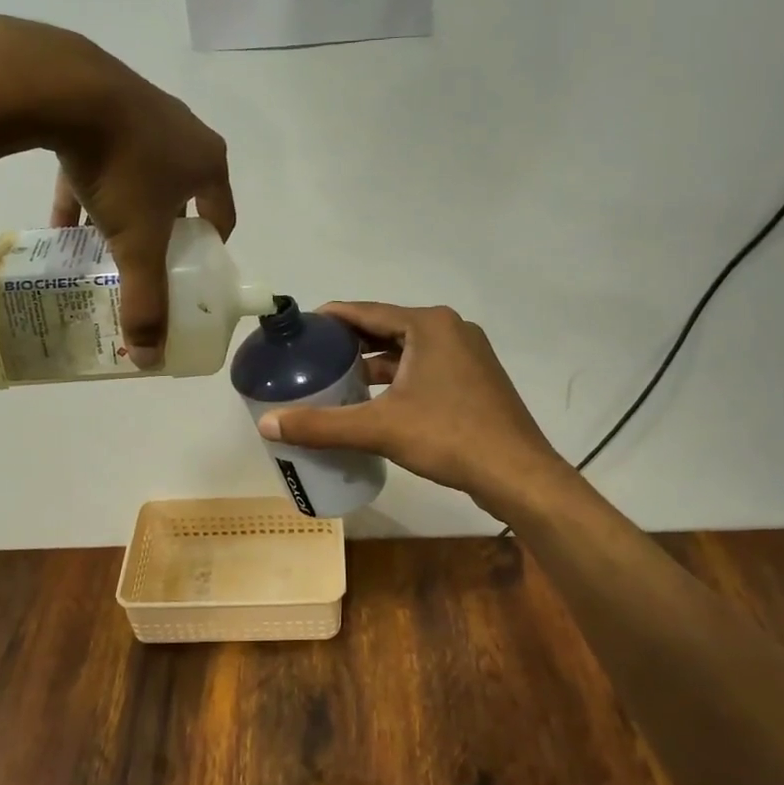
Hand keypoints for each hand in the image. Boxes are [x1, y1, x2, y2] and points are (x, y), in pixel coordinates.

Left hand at [0, 16, 234, 368]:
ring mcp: (143, 111)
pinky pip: (100, 155)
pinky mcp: (102, 99)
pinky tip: (61, 219)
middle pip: (181, 195)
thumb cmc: (122, 168)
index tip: (189, 274)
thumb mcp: (137, 243)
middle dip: (163, 231)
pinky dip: (86, 188)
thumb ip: (146, 300)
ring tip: (103, 244)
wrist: (65, 87)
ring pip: (138, 174)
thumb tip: (150, 359)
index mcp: (208, 162)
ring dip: (124, 210)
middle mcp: (184, 133)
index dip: (209, 249)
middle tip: (144, 261)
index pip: (222, 215)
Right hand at [255, 301, 575, 518]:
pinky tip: (377, 398)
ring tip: (337, 377)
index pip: (367, 311)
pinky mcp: (475, 379)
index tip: (301, 329)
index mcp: (429, 325)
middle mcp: (450, 329)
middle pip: (387, 328)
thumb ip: (322, 424)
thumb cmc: (449, 437)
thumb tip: (266, 423)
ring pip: (408, 349)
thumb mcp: (380, 427)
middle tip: (312, 356)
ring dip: (374, 361)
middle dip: (350, 341)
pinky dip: (398, 377)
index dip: (331, 318)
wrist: (517, 473)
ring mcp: (468, 354)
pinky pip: (425, 366)